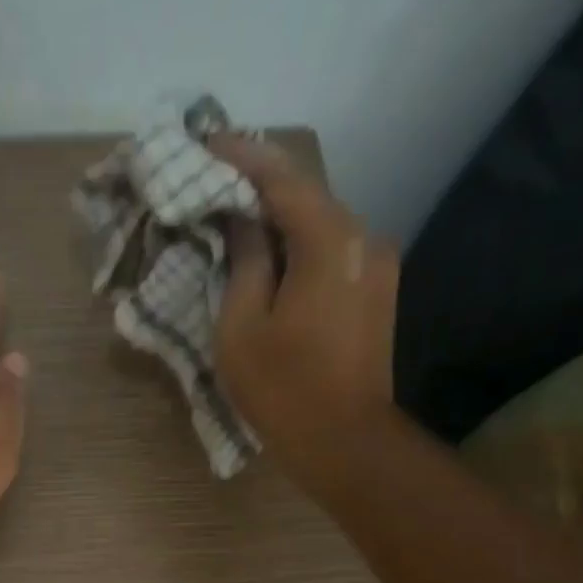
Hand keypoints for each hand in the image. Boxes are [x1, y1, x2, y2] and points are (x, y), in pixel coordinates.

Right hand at [206, 135, 397, 467]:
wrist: (345, 441)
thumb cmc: (283, 388)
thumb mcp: (241, 326)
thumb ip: (243, 261)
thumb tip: (242, 221)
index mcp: (330, 242)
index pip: (282, 178)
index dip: (241, 156)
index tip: (205, 141)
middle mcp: (364, 239)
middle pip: (306, 196)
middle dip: (259, 183)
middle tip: (213, 176)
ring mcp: (377, 265)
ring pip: (319, 224)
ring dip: (278, 216)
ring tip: (234, 214)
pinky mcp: (377, 291)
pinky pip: (331, 251)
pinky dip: (297, 244)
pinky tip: (268, 253)